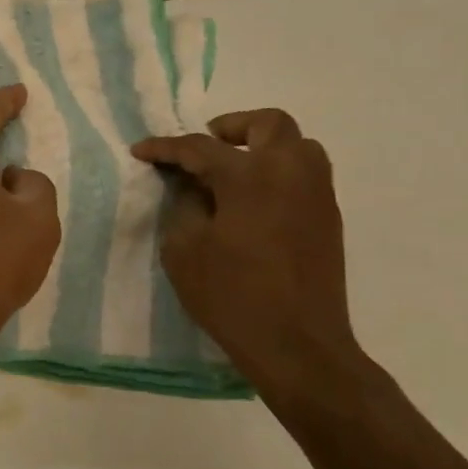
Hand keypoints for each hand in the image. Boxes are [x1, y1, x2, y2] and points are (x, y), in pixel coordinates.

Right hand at [132, 109, 361, 396]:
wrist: (297, 344)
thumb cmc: (231, 295)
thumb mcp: (184, 249)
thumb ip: (185, 205)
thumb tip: (192, 186)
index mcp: (251, 176)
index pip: (200, 147)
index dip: (166, 147)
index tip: (140, 150)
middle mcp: (291, 172)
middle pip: (268, 123)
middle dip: (231, 127)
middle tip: (203, 148)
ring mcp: (316, 194)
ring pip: (297, 144)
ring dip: (262, 146)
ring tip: (230, 172)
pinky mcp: (327, 218)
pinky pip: (305, 174)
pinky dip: (277, 172)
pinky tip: (251, 201)